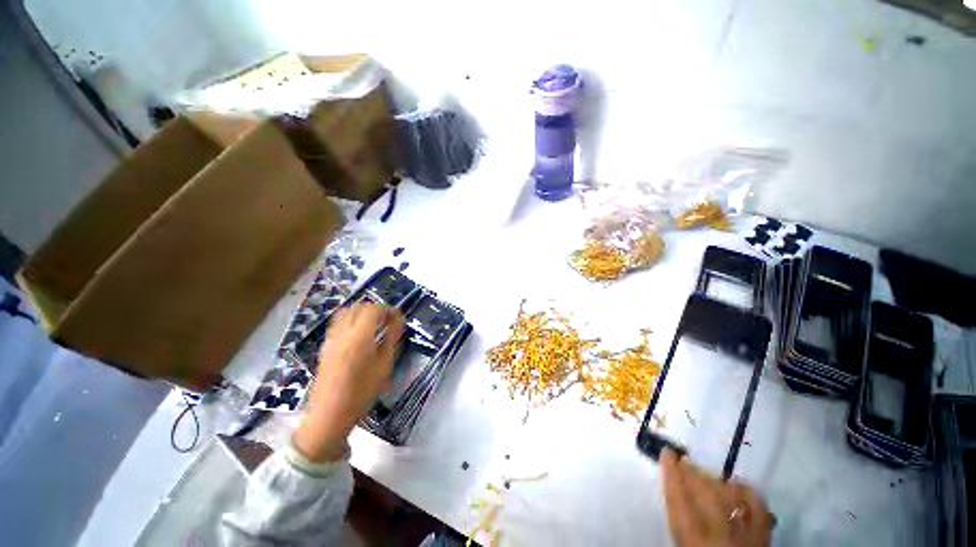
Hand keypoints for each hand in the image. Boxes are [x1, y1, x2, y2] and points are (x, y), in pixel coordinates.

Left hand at [293, 302, 405, 462]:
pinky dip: (351, 321)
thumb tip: (399, 321)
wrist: (329, 415)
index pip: (373, 309)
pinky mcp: (325, 347)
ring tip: (374, 326)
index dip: (388, 309)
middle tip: (388, 322)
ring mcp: (331, 339)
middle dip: (376, 310)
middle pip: (358, 307)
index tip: (398, 318)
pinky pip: (338, 323)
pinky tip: (359, 336)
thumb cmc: (362, 392)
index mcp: (359, 337)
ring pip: (346, 312)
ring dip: (362, 313)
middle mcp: (342, 333)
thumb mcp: (384, 365)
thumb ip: (392, 339)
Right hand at [660, 449, 772, 546]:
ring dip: (714, 479)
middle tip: (683, 459)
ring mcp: (745, 535)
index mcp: (694, 541)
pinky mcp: (763, 536)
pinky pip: (758, 508)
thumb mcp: (681, 542)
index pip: (679, 500)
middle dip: (692, 472)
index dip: (672, 473)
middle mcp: (720, 535)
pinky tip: (734, 484)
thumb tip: (672, 485)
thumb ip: (678, 518)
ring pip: (730, 498)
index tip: (667, 454)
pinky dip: (745, 491)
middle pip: (706, 495)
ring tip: (705, 472)